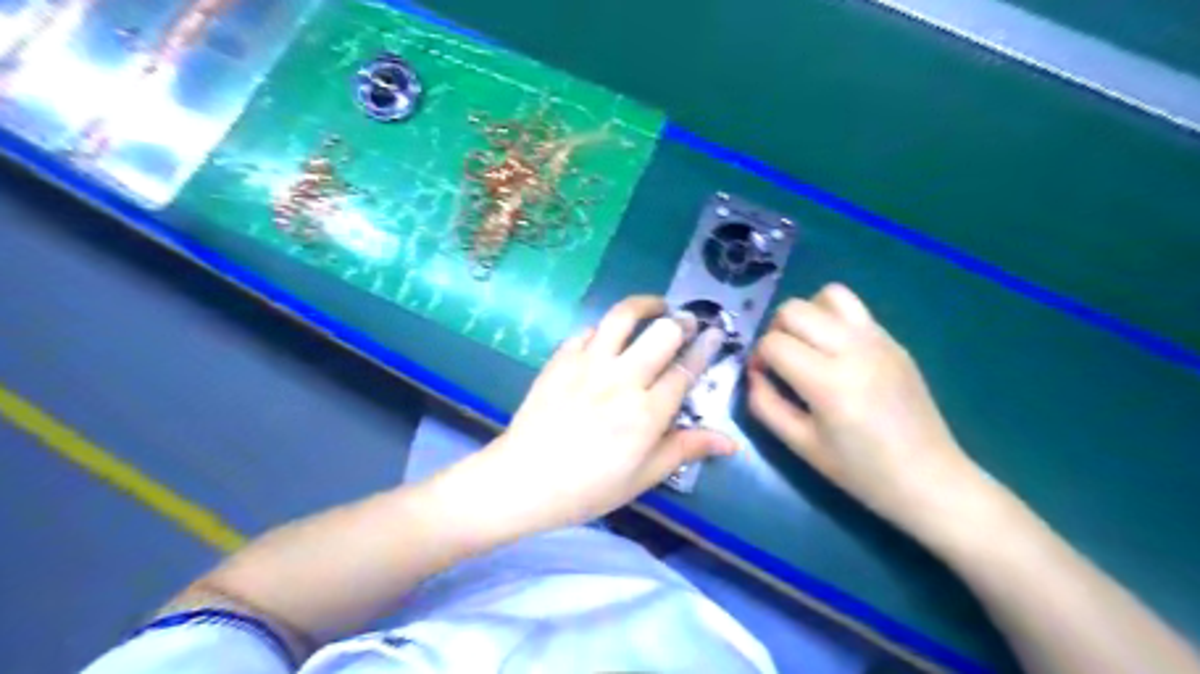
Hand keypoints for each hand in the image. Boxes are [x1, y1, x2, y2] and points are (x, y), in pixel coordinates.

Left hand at [464, 295, 735, 537]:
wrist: (524, 480)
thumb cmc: (589, 487)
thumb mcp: (643, 476)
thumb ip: (685, 449)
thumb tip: (730, 441)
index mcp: (647, 413)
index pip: (685, 370)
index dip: (704, 349)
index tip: (714, 335)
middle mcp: (622, 379)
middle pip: (662, 333)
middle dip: (682, 322)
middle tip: (687, 322)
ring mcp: (588, 364)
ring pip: (623, 317)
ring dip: (645, 305)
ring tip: (656, 306)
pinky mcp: (561, 359)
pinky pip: (588, 330)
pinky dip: (604, 329)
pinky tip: (608, 337)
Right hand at [747, 282, 984, 533]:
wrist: (930, 479)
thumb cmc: (860, 471)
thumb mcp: (801, 445)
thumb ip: (765, 405)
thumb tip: (754, 374)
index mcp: (828, 382)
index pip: (774, 343)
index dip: (758, 357)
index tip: (763, 377)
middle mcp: (853, 349)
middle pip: (795, 309)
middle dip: (776, 330)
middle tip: (781, 360)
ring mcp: (878, 340)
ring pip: (828, 294)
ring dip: (807, 315)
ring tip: (808, 345)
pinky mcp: (894, 340)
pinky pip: (853, 309)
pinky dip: (832, 319)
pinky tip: (835, 353)